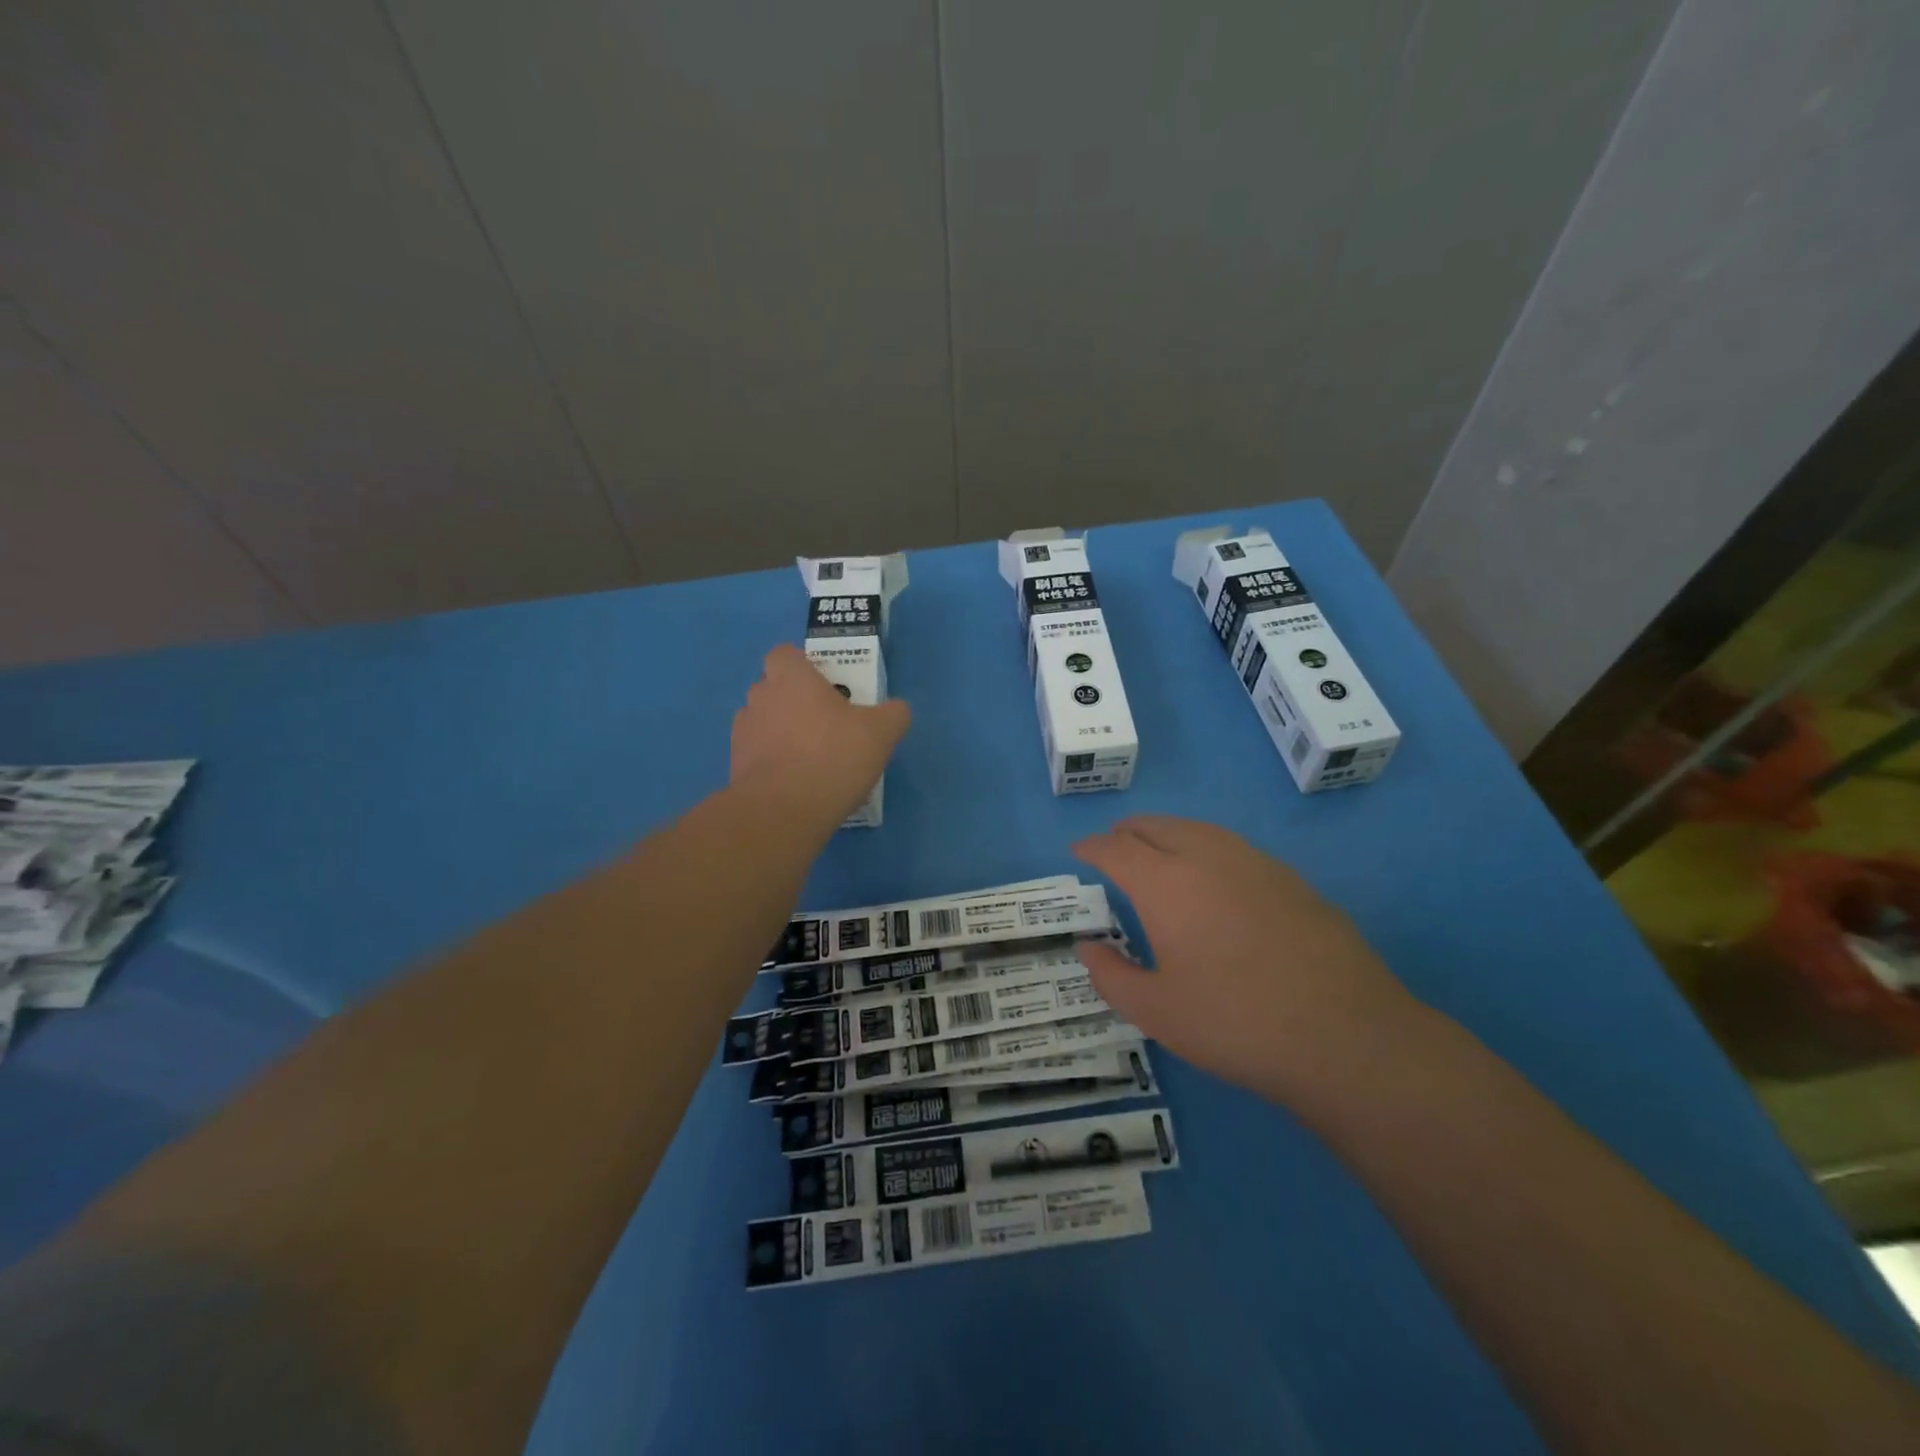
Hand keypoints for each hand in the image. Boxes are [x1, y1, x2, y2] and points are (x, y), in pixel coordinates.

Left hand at [730, 645, 910, 824]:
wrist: (783, 811)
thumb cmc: (833, 756)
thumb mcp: (881, 733)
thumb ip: (893, 714)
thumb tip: (895, 710)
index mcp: (791, 678)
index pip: (784, 654)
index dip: (802, 666)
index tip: (824, 686)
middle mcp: (760, 697)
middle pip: (773, 688)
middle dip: (794, 701)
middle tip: (826, 724)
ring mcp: (743, 733)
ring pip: (764, 722)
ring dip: (781, 733)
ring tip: (811, 758)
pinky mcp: (735, 766)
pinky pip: (757, 755)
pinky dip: (773, 762)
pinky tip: (798, 782)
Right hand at [1073, 816, 1423, 1109]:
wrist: (1347, 1036)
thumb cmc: (1236, 1023)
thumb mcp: (1156, 1012)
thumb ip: (1111, 975)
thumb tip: (1089, 947)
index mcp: (1166, 884)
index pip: (1116, 849)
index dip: (1092, 847)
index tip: (1079, 851)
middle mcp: (1207, 858)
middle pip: (1157, 826)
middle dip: (1128, 832)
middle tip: (1113, 847)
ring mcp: (1255, 863)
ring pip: (1198, 829)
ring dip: (1167, 834)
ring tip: (1158, 854)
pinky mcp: (1291, 879)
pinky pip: (1232, 848)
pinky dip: (1205, 849)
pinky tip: (1214, 880)